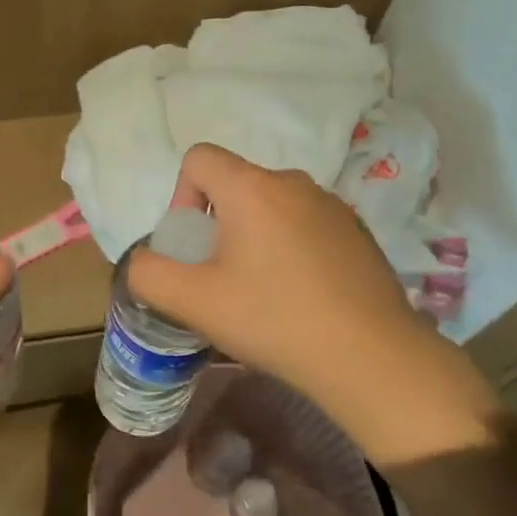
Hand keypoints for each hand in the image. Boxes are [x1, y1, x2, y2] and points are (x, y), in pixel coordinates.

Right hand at [127, 144, 492, 454]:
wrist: (371, 358)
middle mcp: (293, 182)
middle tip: (222, 276)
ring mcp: (332, 205)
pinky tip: (302, 295)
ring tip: (263, 290)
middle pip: (235, 183)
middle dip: (217, 223)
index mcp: (252, 187)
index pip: (198, 158)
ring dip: (254, 236)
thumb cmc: (274, 320)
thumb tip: (145, 261)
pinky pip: (305, 223)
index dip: (182, 195)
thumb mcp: (193, 302)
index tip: (194, 245)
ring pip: (271, 205)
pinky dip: (290, 247)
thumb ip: (148, 273)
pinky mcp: (357, 231)